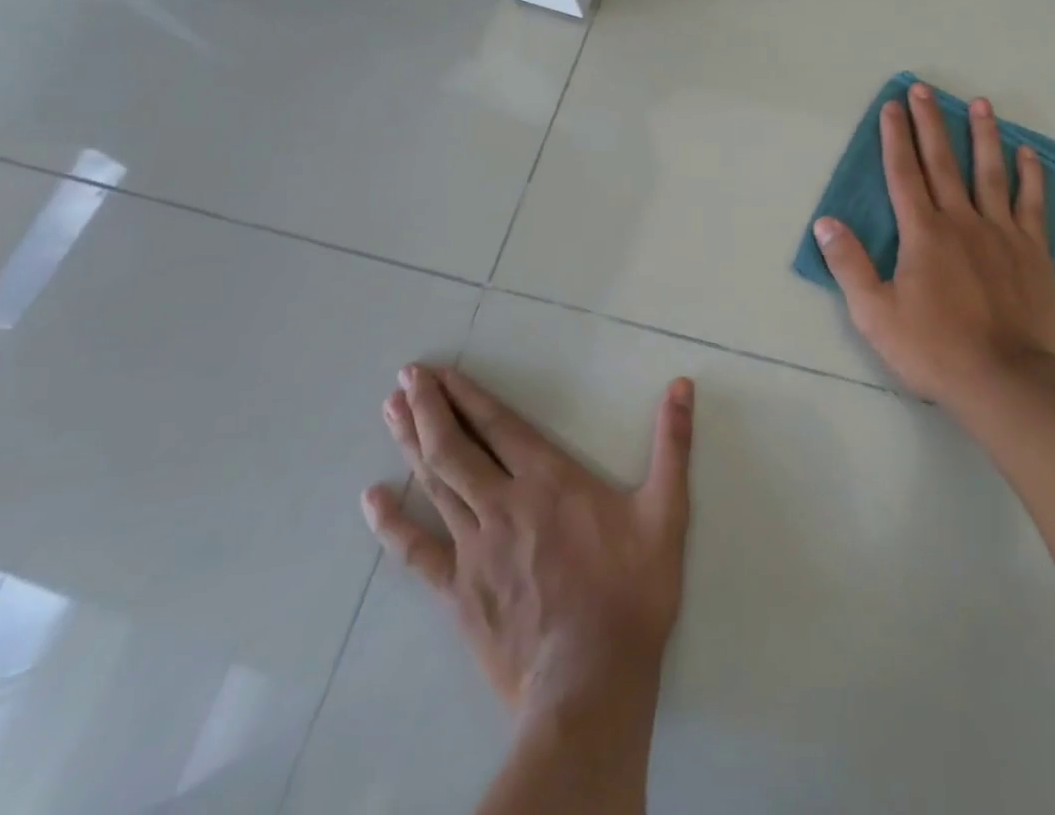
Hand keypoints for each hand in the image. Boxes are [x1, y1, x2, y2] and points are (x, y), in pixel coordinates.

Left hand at [362, 363, 694, 718]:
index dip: (468, 395)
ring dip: (411, 444)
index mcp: (550, 480)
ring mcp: (474, 549)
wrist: (590, 683)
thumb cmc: (632, 591)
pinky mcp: (458, 592)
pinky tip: (372, 500)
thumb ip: (672, 444)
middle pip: (456, 447)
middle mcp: (504, 504)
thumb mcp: (667, 511)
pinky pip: (416, 551)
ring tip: (390, 411)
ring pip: (435, 485)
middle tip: (406, 376)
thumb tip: (683, 385)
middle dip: (429, 408)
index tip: (440, 371)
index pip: (500, 425)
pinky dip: (392, 523)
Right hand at [813, 81, 1054, 413]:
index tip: (892, 106)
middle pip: (942, 162)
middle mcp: (961, 220)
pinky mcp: (1033, 250)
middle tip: (924, 89)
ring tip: (980, 103)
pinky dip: (1030, 176)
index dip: (895, 137)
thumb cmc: (933, 348)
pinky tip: (1027, 153)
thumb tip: (826, 222)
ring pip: (990, 172)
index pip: (903, 173)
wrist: (1004, 379)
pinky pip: (1031, 203)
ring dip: (983, 135)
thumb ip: (850, 264)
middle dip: (930, 123)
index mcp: (922, 233)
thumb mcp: (874, 313)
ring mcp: (1001, 232)